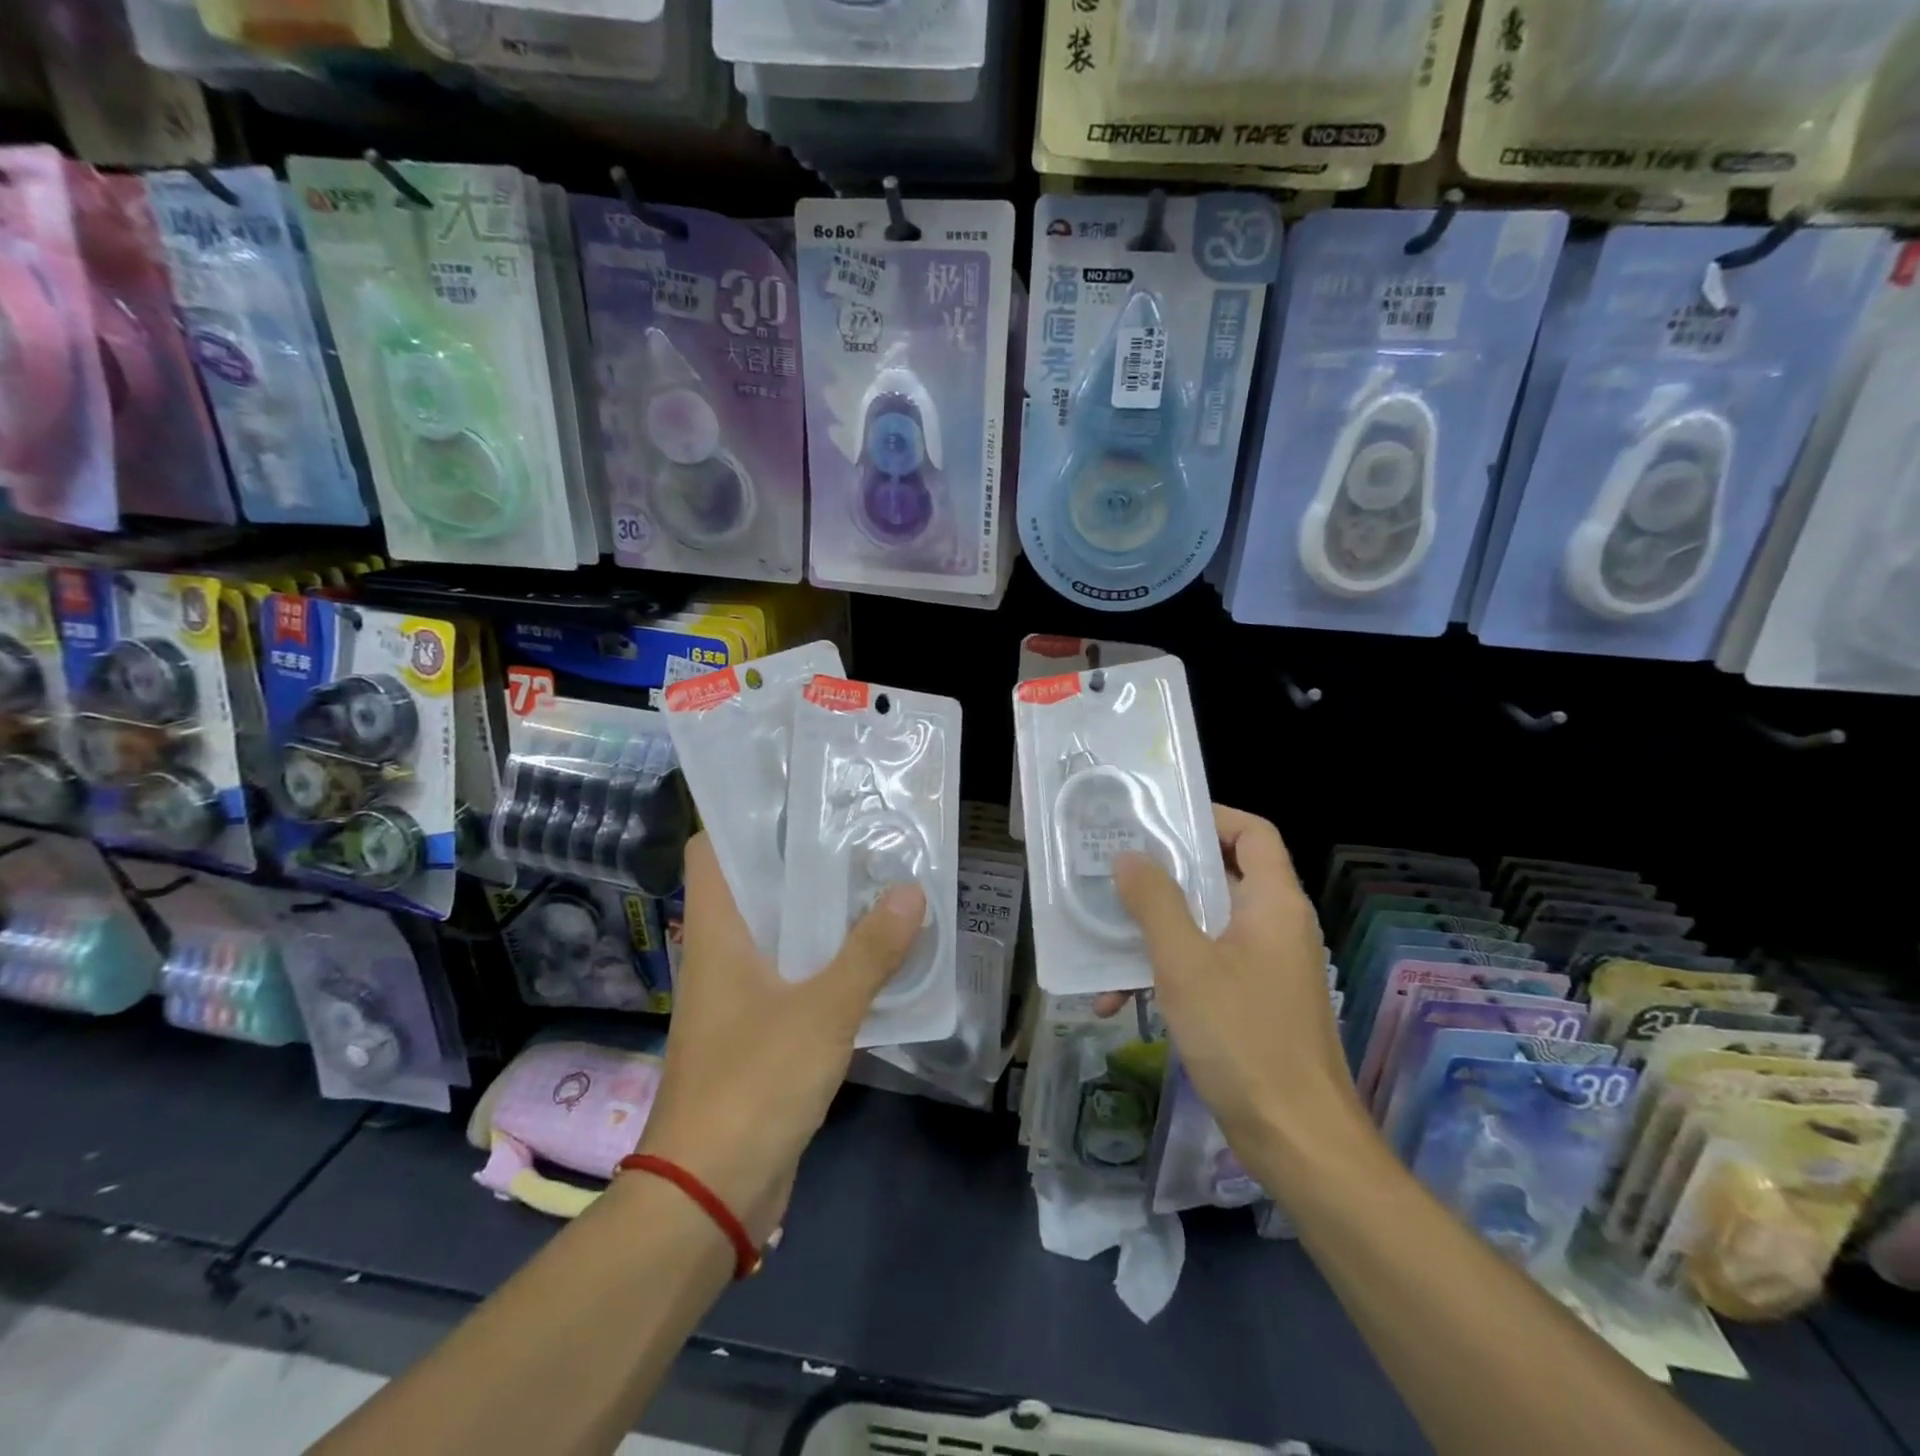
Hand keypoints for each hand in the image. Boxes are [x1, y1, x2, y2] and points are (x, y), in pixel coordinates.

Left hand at [635, 833, 924, 1244]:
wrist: (709, 1194)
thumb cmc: (752, 1084)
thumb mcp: (822, 1012)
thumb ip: (869, 953)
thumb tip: (911, 892)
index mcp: (715, 934)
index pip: (709, 851)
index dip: (741, 818)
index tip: (795, 799)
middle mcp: (719, 956)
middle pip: (752, 887)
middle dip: (799, 861)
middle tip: (854, 833)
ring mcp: (737, 996)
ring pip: (776, 934)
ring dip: (817, 913)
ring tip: (871, 881)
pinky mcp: (757, 1033)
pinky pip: (792, 977)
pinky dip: (824, 961)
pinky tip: (868, 955)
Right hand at [1108, 806, 1359, 1151]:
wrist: (1296, 1139)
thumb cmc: (1243, 1037)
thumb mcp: (1185, 963)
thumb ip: (1155, 902)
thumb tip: (1129, 856)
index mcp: (1273, 903)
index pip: (1254, 833)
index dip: (1211, 816)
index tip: (1158, 820)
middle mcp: (1274, 926)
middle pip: (1220, 876)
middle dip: (1164, 875)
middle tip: (1113, 868)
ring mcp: (1264, 967)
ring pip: (1203, 926)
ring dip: (1154, 932)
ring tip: (1102, 937)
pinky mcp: (1250, 1003)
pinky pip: (1203, 967)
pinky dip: (1165, 973)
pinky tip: (1117, 1000)